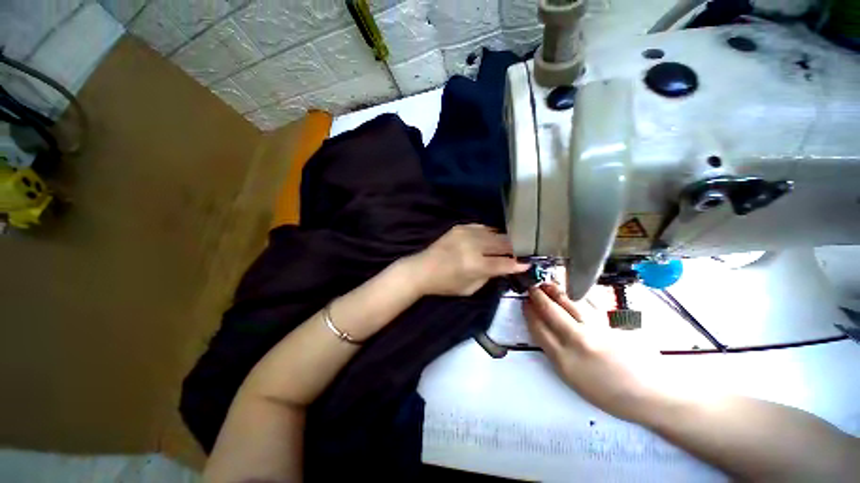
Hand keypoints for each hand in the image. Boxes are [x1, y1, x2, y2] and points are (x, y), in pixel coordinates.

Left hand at [405, 224, 528, 296]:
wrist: (422, 269)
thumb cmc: (445, 284)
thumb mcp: (470, 288)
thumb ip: (489, 276)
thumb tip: (504, 266)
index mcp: (475, 265)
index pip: (504, 263)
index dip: (518, 263)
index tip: (529, 263)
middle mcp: (473, 246)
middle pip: (503, 243)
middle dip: (516, 248)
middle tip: (523, 251)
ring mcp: (466, 233)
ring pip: (495, 233)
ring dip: (504, 239)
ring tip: (511, 244)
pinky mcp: (460, 227)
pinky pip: (483, 227)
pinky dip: (490, 233)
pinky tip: (493, 238)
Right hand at [524, 283, 683, 423]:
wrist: (650, 394)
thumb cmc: (609, 394)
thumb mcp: (574, 379)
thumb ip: (557, 353)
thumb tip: (547, 331)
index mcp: (564, 360)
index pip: (538, 329)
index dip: (529, 313)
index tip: (524, 303)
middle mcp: (577, 341)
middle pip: (551, 312)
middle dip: (538, 297)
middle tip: (531, 288)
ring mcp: (595, 330)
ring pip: (569, 304)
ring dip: (555, 291)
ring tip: (547, 284)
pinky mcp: (610, 324)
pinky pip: (588, 304)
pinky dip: (577, 294)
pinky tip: (571, 290)